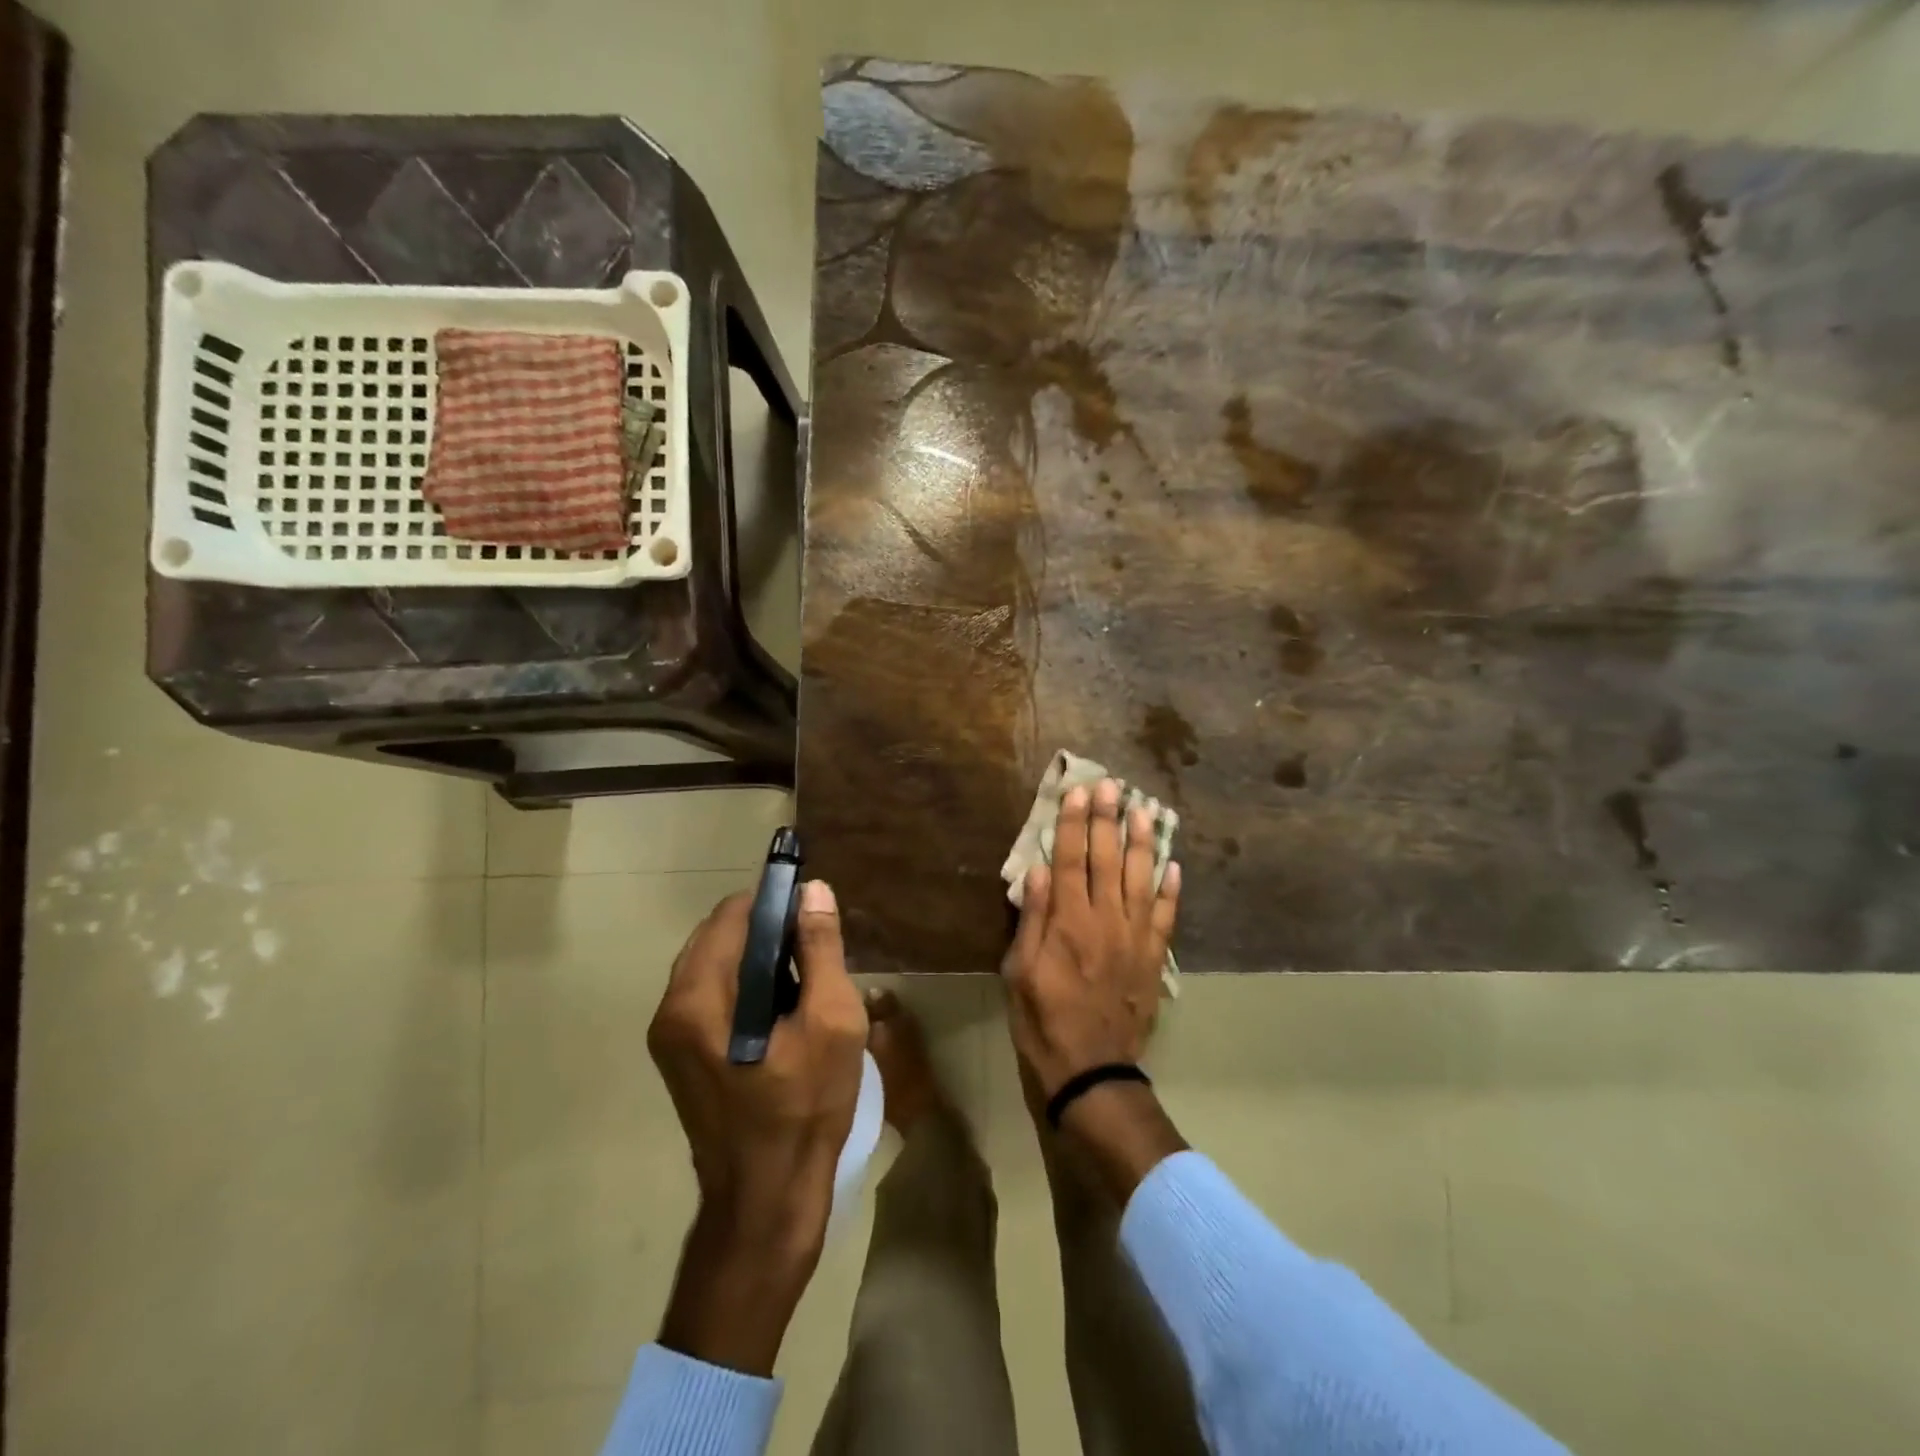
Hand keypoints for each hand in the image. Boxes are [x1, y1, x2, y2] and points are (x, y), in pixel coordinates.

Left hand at [648, 880, 867, 1374]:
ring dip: (760, 959)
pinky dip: (748, 986)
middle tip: (817, 954)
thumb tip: (813, 891)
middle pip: (720, 936)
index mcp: (698, 997)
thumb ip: (821, 949)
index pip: (733, 914)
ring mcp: (671, 1036)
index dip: (776, 902)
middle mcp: (672, 1009)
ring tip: (806, 982)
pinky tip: (784, 1012)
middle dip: (770, 932)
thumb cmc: (805, 1108)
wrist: (767, 1201)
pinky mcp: (681, 1057)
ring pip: (718, 965)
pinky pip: (714, 996)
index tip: (815, 915)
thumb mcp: (831, 1022)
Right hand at [1002, 779, 1180, 1097]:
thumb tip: (1038, 871)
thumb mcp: (1019, 972)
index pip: (1070, 859)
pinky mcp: (1153, 957)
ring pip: (1141, 879)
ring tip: (1144, 810)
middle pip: (1107, 859)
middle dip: (1107, 819)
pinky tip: (1175, 866)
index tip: (1077, 792)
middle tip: (1111, 785)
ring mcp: (1135, 938)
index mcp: (1068, 922)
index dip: (1072, 823)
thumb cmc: (1043, 1020)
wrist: (1092, 1069)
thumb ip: (1032, 920)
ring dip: (1143, 843)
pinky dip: (1172, 891)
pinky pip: (1166, 917)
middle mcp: (1105, 920)